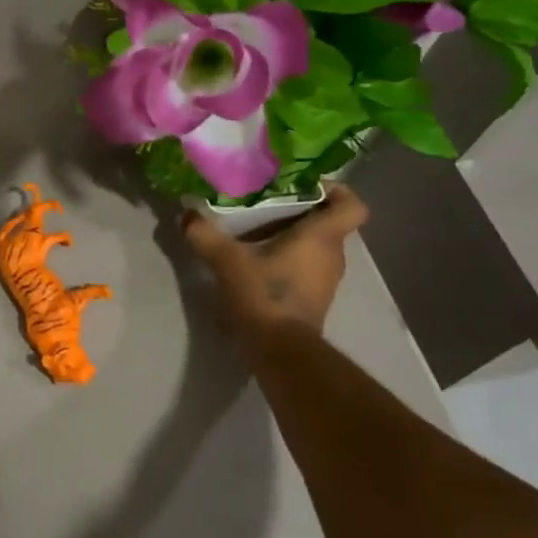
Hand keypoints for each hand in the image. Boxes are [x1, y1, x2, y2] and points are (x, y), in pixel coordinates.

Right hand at [182, 181, 369, 336]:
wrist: (280, 352)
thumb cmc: (264, 296)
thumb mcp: (227, 261)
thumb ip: (205, 235)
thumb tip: (186, 215)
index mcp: (322, 237)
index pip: (352, 206)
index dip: (338, 191)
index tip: (307, 185)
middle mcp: (333, 255)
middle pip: (329, 223)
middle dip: (302, 211)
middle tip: (268, 203)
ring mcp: (327, 280)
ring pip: (318, 246)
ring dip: (294, 236)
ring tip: (258, 230)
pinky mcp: (315, 298)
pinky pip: (308, 266)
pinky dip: (290, 259)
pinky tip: (259, 260)